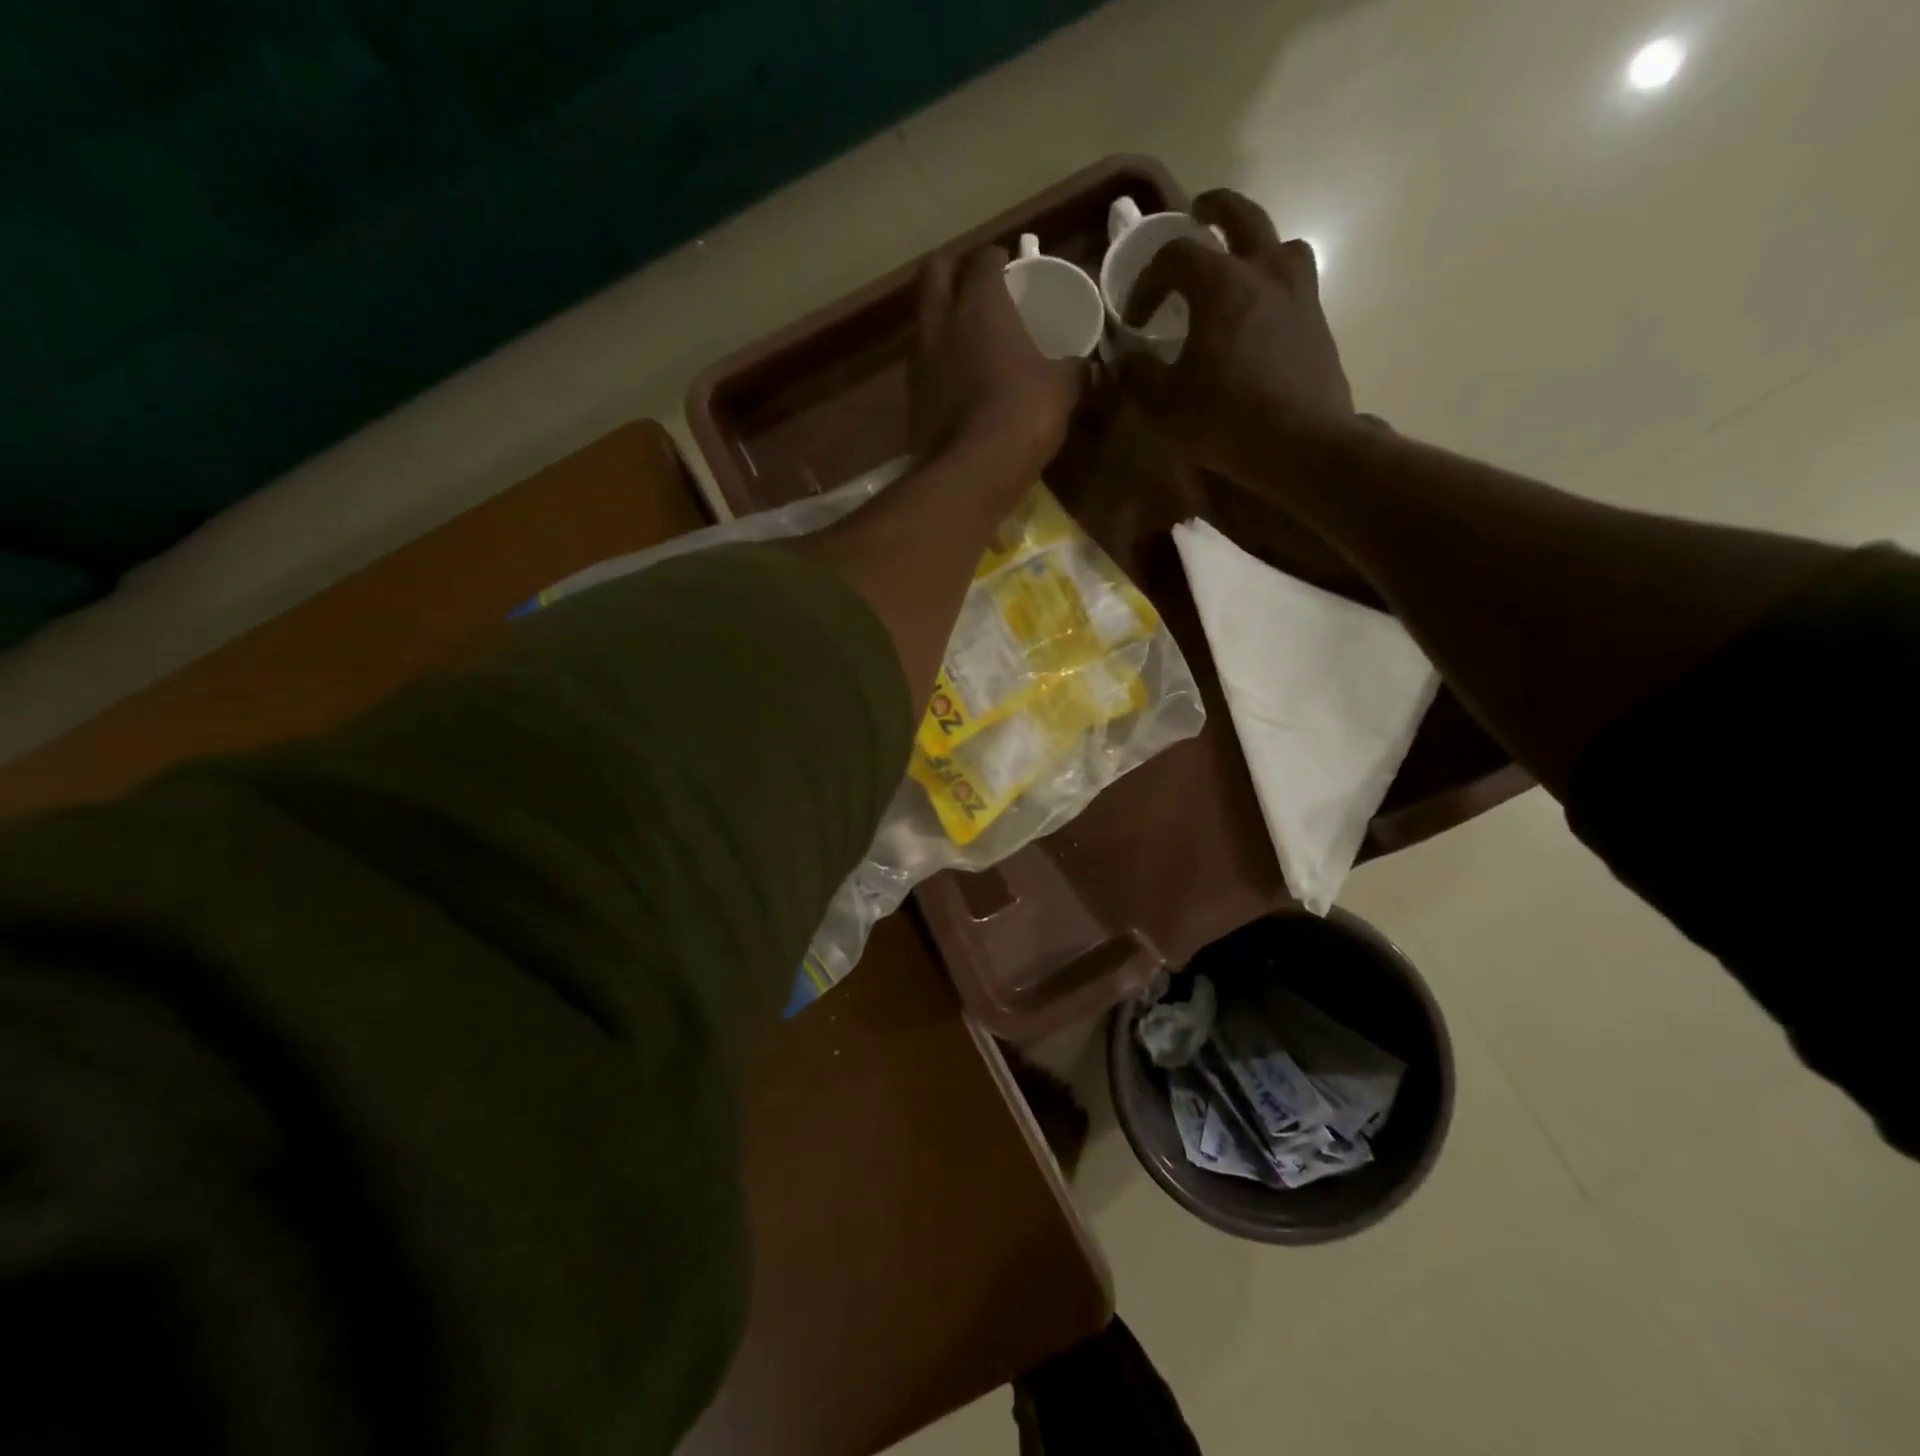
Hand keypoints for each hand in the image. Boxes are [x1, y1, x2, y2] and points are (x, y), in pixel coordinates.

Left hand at [909, 245, 1083, 498]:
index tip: (1009, 265)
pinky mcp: (911, 397)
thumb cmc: (1022, 414)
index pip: (982, 259)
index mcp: (980, 303)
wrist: (971, 471)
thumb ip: (1073, 369)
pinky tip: (956, 375)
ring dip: (941, 316)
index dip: (996, 258)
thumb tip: (1085, 366)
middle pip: (936, 271)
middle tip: (975, 282)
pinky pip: (922, 362)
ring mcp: (919, 360)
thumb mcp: (1062, 389)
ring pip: (923, 318)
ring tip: (965, 331)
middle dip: (954, 268)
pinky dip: (937, 359)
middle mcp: (941, 321)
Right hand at [1115, 190, 1357, 476]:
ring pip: (1279, 243)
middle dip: (1214, 210)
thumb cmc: (1224, 420)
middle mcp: (1264, 272)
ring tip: (1238, 267)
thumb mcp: (1162, 405)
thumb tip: (1123, 358)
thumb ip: (1136, 374)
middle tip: (1197, 214)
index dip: (1148, 279)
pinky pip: (1294, 281)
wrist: (1301, 444)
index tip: (1135, 316)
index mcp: (1221, 283)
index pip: (1176, 255)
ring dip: (1255, 245)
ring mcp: (1299, 293)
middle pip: (1241, 216)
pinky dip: (1273, 282)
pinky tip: (1260, 314)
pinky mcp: (1317, 321)